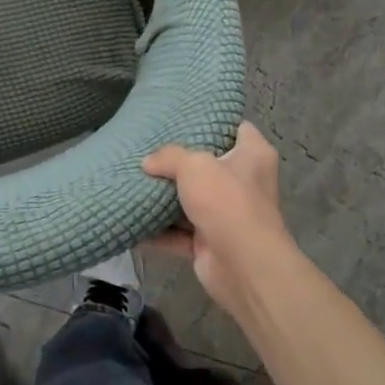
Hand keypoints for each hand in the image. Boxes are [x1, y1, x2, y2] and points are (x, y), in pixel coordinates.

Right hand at [142, 122, 294, 320]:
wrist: (243, 266)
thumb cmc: (226, 201)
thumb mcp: (194, 165)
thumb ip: (169, 157)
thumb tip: (147, 162)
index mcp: (253, 156)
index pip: (239, 129)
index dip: (216, 122)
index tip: (187, 118)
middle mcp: (244, 184)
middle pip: (209, 165)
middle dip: (181, 162)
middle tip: (150, 148)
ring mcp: (227, 215)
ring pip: (191, 200)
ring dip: (166, 198)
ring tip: (134, 180)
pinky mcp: (210, 243)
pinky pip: (178, 233)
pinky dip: (157, 231)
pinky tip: (131, 219)